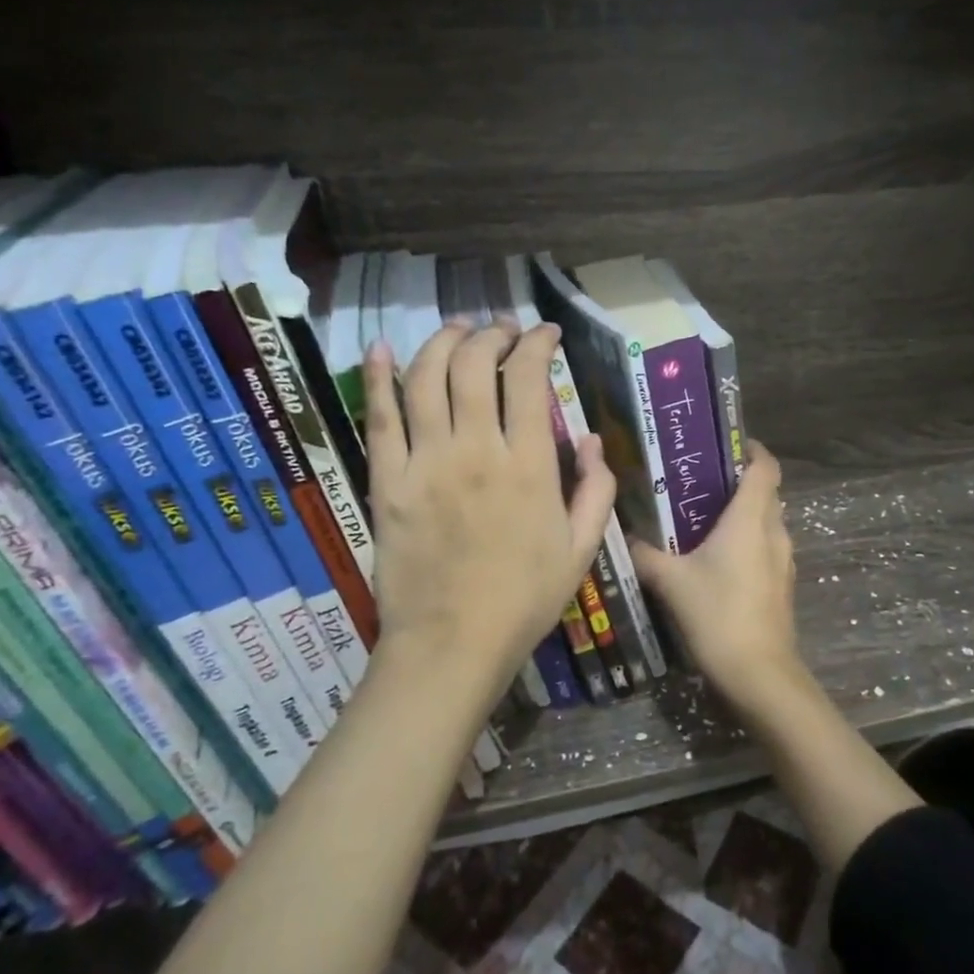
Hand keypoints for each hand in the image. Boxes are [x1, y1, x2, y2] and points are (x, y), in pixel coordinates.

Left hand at [362, 320, 616, 701]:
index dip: (537, 345)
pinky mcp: (388, 482)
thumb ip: (595, 491)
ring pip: (426, 380)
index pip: (528, 380)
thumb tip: (592, 441)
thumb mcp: (581, 550)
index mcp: (528, 467)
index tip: (545, 334)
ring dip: (442, 342)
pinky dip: (378, 378)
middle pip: (474, 367)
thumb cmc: (524, 600)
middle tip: (502, 330)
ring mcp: (425, 464)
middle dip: (491, 335)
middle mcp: (475, 452)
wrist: (452, 644)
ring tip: (457, 329)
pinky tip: (381, 348)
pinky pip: (379, 419)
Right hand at [630, 441, 810, 718]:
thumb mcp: (670, 581)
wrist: (759, 674)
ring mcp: (783, 561)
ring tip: (703, 519)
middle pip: (766, 493)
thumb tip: (624, 535)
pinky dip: (747, 542)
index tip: (727, 444)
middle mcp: (774, 531)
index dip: (752, 449)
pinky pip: (766, 548)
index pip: (765, 466)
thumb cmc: (717, 614)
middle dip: (739, 482)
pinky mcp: (782, 586)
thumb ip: (645, 553)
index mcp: (751, 518)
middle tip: (700, 482)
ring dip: (743, 515)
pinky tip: (717, 560)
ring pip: (766, 522)